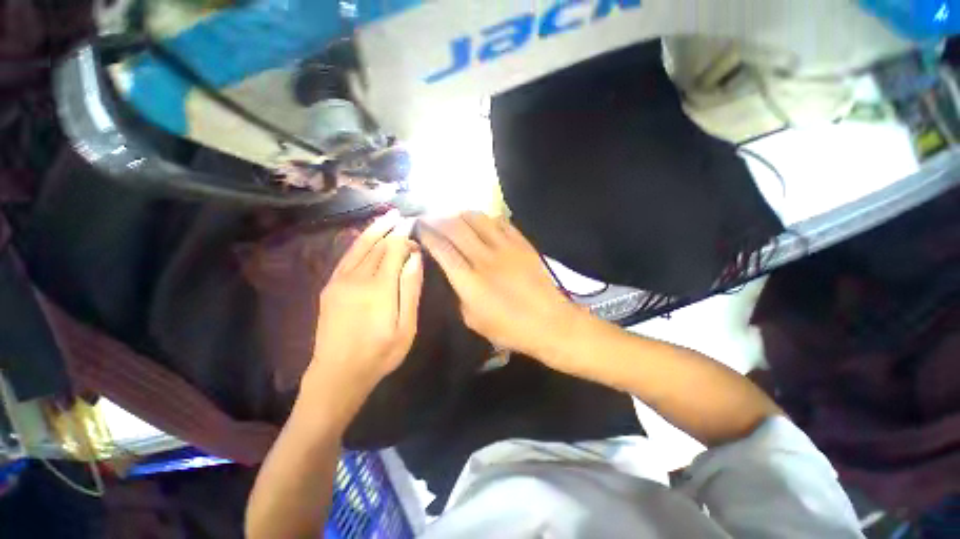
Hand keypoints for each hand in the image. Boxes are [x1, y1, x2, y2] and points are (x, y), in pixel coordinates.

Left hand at [304, 211, 423, 396]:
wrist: (337, 374)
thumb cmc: (380, 354)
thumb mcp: (406, 327)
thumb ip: (410, 289)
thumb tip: (415, 258)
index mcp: (379, 288)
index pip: (394, 250)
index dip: (404, 237)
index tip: (414, 227)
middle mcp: (357, 278)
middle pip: (377, 246)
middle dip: (391, 230)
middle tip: (403, 217)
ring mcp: (340, 281)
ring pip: (360, 247)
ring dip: (374, 230)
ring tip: (386, 217)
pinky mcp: (330, 286)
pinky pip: (346, 257)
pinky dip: (358, 243)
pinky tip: (365, 237)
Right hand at [420, 212, 581, 360]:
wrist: (550, 322)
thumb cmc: (509, 328)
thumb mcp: (473, 320)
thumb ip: (458, 294)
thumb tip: (451, 273)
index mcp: (469, 280)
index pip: (442, 248)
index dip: (427, 234)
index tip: (419, 228)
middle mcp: (484, 257)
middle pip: (455, 227)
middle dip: (438, 219)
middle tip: (431, 218)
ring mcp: (505, 247)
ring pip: (477, 218)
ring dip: (461, 214)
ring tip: (454, 217)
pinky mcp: (522, 243)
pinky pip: (500, 221)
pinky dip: (486, 218)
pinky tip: (482, 222)